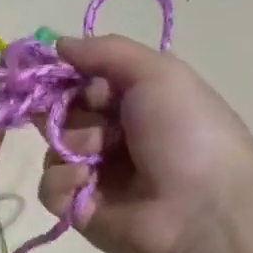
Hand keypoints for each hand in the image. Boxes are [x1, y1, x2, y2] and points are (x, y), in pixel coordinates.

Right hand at [38, 36, 252, 252]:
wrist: (202, 207)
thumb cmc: (186, 132)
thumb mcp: (156, 73)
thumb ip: (105, 51)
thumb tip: (57, 43)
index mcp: (134, 104)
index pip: (81, 83)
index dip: (66, 78)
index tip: (49, 72)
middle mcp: (112, 136)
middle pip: (60, 114)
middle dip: (68, 112)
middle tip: (95, 118)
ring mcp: (94, 175)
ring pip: (53, 149)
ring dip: (72, 146)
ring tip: (101, 157)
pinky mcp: (77, 209)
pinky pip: (49, 186)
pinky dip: (63, 180)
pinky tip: (88, 183)